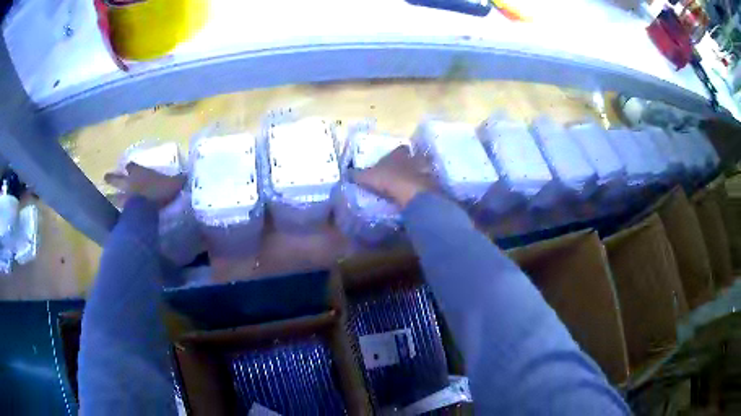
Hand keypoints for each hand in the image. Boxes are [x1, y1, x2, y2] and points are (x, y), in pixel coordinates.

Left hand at [104, 163, 185, 207]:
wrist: (149, 208)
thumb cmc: (161, 191)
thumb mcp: (174, 183)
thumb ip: (178, 180)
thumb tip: (188, 176)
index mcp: (138, 172)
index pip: (131, 166)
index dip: (130, 167)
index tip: (129, 167)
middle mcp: (128, 183)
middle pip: (117, 179)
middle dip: (112, 178)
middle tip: (106, 177)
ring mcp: (125, 198)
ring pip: (115, 195)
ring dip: (111, 196)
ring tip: (107, 196)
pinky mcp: (125, 212)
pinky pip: (120, 211)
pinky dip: (119, 213)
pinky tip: (118, 216)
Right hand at [351, 146, 435, 207]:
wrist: (411, 193)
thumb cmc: (388, 180)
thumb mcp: (367, 177)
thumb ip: (357, 174)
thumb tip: (346, 172)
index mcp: (398, 154)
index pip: (400, 149)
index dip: (398, 153)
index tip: (396, 157)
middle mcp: (413, 159)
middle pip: (416, 157)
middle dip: (413, 161)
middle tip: (408, 169)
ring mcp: (425, 171)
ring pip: (425, 169)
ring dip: (422, 174)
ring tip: (416, 182)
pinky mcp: (431, 184)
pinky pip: (429, 184)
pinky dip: (426, 187)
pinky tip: (421, 193)